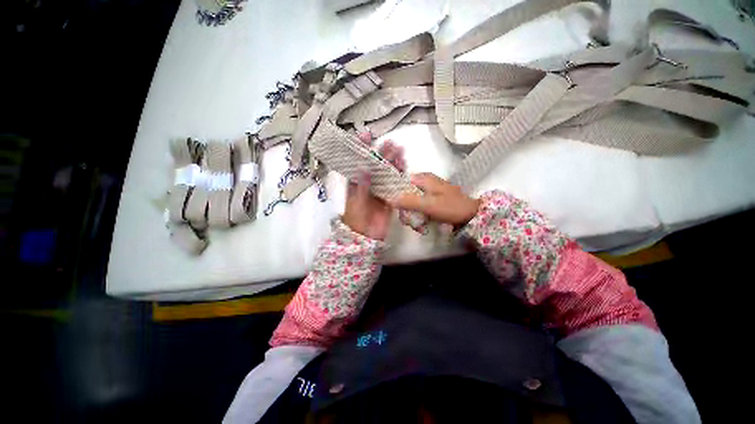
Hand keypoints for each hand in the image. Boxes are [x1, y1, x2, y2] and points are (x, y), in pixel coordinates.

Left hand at [342, 136, 405, 240]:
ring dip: (392, 163)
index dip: (362, 149)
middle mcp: (368, 183)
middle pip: (375, 166)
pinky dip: (399, 176)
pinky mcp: (389, 197)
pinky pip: (394, 185)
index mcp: (356, 183)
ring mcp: (379, 189)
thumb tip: (365, 168)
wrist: (365, 237)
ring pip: (386, 173)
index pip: (358, 162)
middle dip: (382, 154)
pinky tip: (404, 168)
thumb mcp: (357, 202)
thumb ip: (362, 187)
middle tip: (391, 143)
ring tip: (400, 152)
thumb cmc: (356, 218)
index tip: (366, 135)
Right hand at [390, 173, 480, 226]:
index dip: (397, 194)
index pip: (402, 182)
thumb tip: (390, 199)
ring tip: (418, 226)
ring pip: (413, 201)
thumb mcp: (428, 204)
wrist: (472, 214)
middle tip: (408, 221)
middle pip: (407, 194)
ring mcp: (430, 191)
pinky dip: (420, 214)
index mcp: (424, 179)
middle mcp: (426, 182)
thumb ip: (409, 201)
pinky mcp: (434, 199)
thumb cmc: (450, 207)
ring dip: (413, 214)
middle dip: (406, 209)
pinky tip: (423, 223)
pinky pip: (421, 206)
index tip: (397, 209)